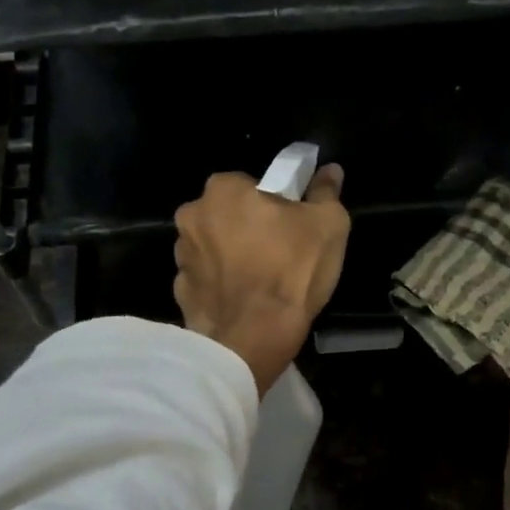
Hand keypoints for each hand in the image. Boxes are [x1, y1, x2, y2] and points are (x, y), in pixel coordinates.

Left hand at [174, 166, 349, 394]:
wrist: (252, 338)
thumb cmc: (291, 270)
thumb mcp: (328, 225)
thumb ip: (325, 192)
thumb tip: (329, 172)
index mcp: (223, 189)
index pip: (251, 185)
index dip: (273, 204)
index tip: (289, 225)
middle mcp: (192, 215)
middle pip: (227, 214)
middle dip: (247, 227)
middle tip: (278, 251)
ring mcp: (181, 255)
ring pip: (213, 246)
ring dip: (231, 255)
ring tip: (260, 280)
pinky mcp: (180, 290)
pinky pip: (205, 279)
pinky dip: (220, 285)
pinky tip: (243, 300)